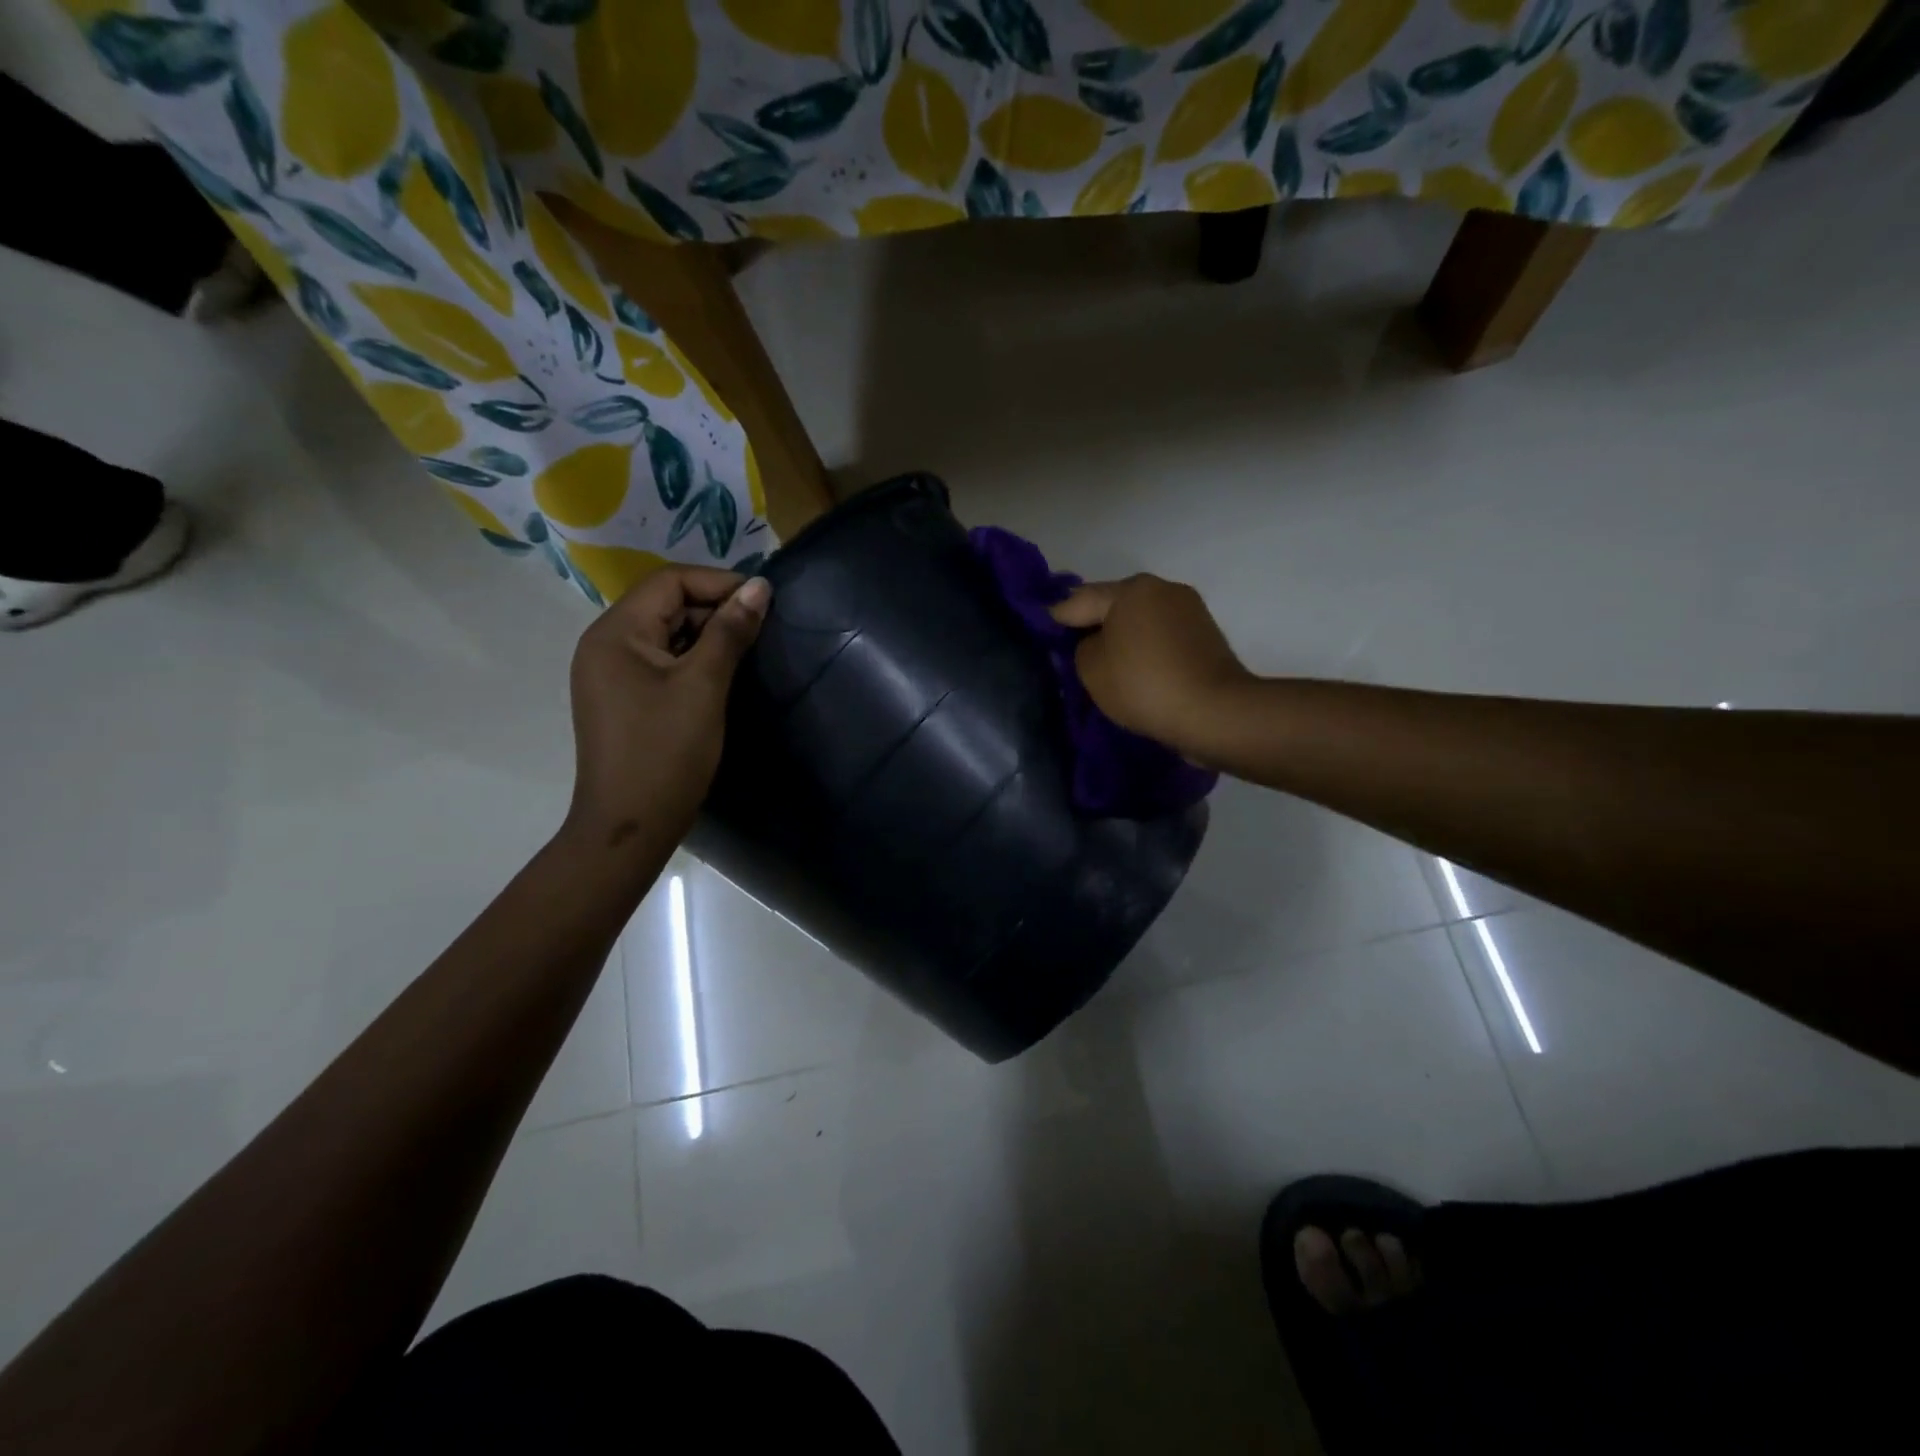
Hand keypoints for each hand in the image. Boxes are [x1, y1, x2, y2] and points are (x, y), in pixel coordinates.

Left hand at [565, 567, 770, 847]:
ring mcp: (611, 673)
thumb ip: (730, 632)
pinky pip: (660, 661)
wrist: (630, 825)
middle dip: (714, 608)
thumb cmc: (666, 752)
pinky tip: (721, 674)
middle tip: (760, 627)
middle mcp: (605, 645)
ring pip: (665, 633)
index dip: (718, 583)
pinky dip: (692, 658)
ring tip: (747, 649)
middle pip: (665, 604)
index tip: (764, 601)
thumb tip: (759, 587)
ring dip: (706, 634)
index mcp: (615, 633)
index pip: (669, 582)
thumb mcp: (703, 686)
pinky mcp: (623, 697)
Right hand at [1051, 573, 1250, 759]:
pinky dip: (1145, 648)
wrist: (1214, 712)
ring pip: (1141, 620)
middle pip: (1114, 605)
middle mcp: (1162, 588)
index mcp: (1131, 589)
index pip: (1080, 600)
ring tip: (1106, 663)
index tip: (1042, 630)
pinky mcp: (1206, 635)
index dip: (1057, 618)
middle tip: (1072, 649)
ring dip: (1122, 637)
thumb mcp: (1091, 668)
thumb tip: (1095, 642)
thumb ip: (1081, 647)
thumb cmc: (1143, 685)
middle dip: (1093, 624)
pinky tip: (1136, 669)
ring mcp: (1190, 610)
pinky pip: (1162, 637)